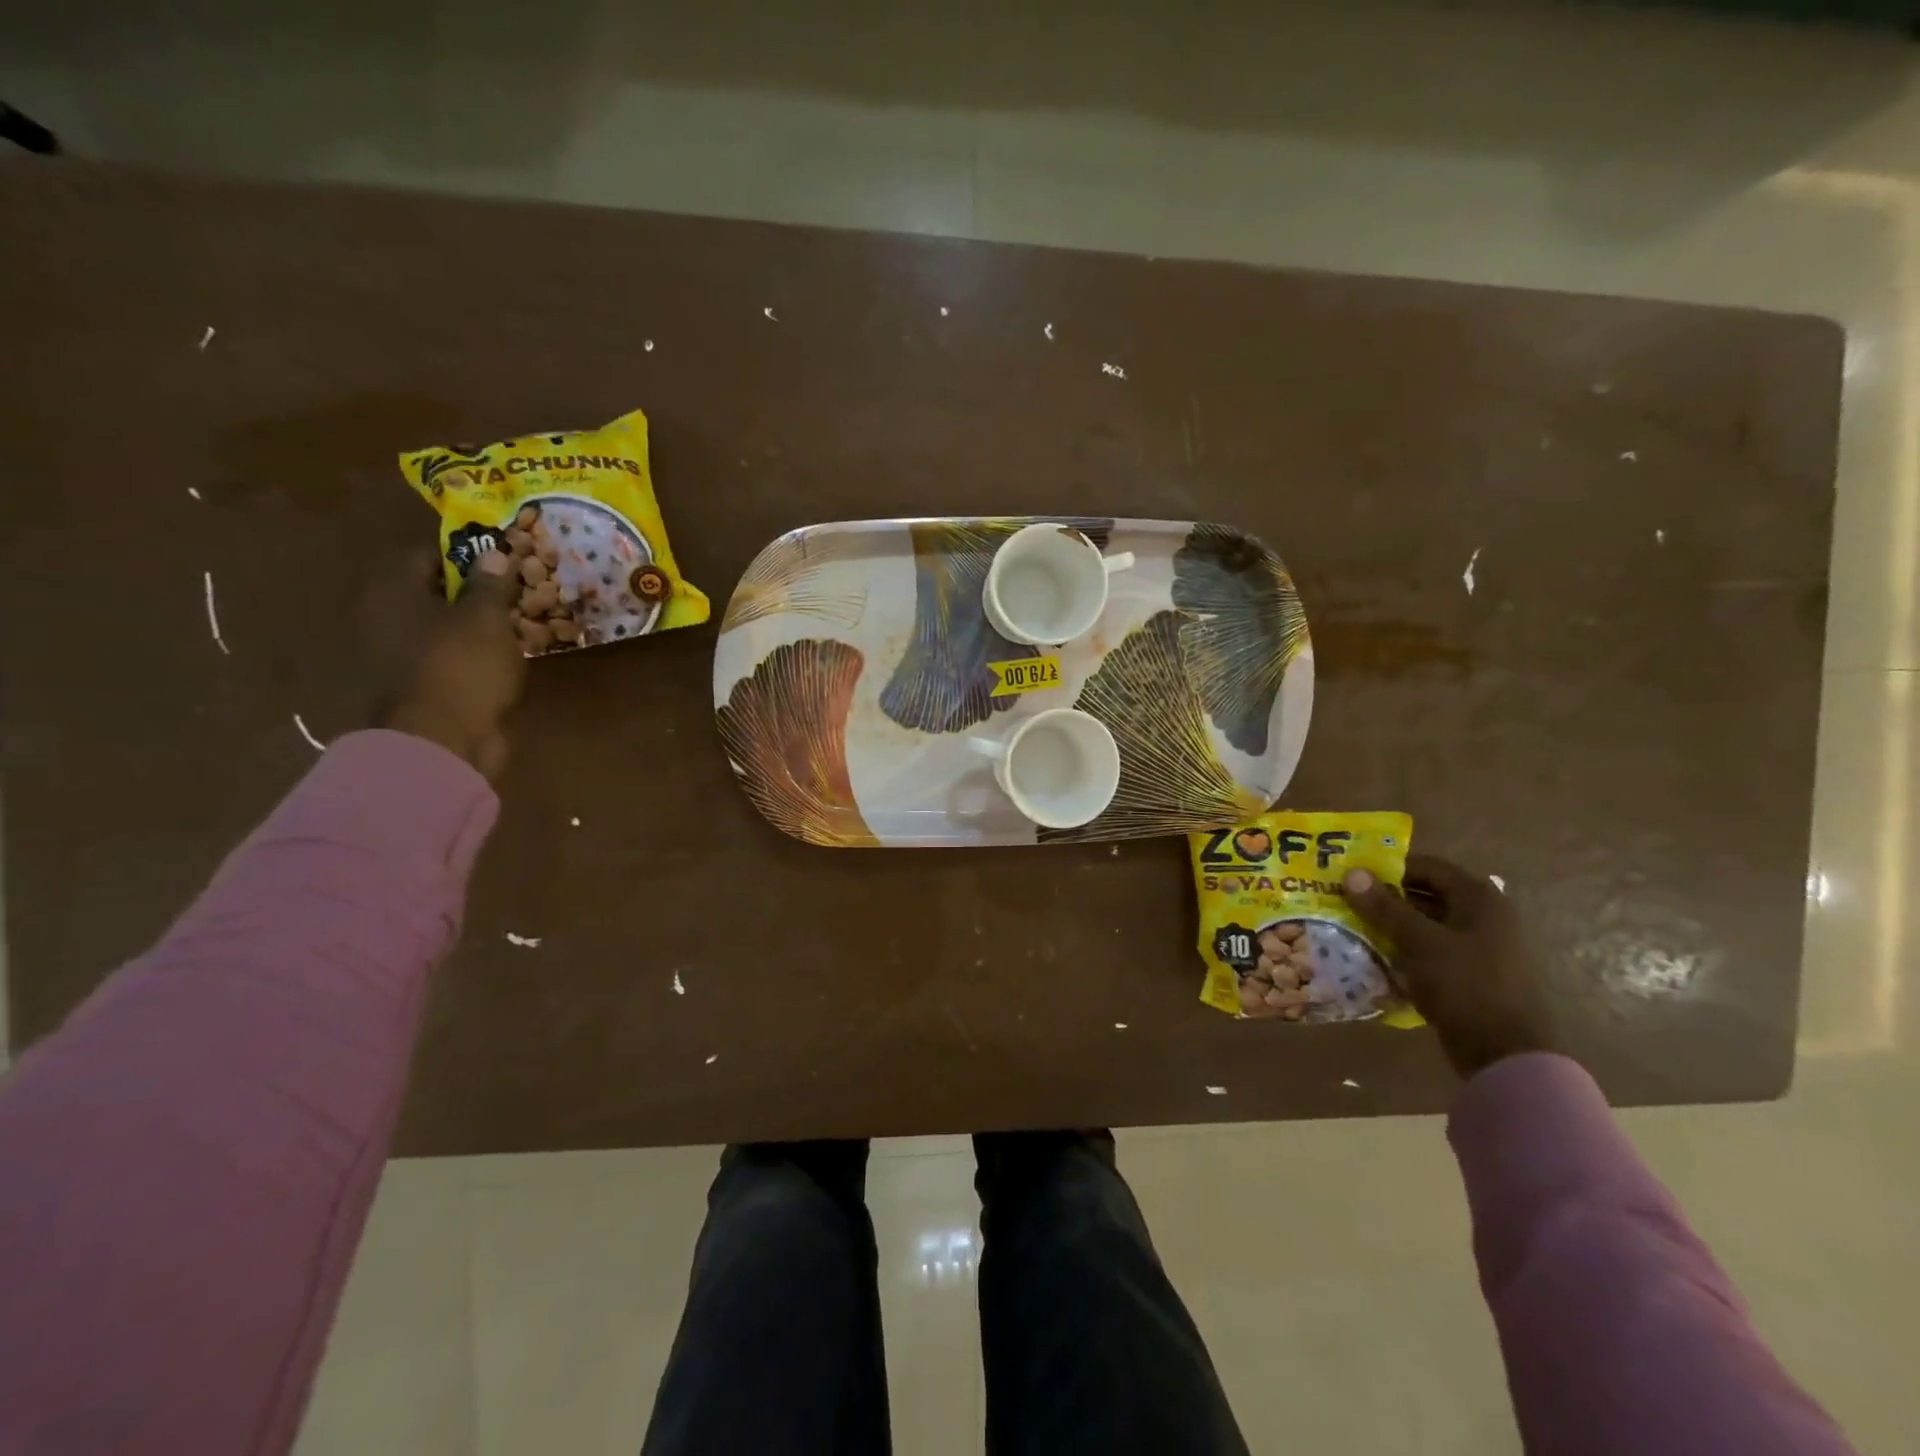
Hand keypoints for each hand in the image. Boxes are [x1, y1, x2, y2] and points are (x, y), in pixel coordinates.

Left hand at [380, 551, 525, 778]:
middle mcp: (385, 620)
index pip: (425, 557)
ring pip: (441, 630)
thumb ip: (490, 584)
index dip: (464, 555)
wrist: (442, 740)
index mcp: (393, 593)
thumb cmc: (462, 666)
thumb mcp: (486, 617)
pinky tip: (501, 662)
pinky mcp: (416, 689)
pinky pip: (448, 660)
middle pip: (432, 594)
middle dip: (472, 594)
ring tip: (515, 629)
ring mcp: (397, 658)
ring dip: (474, 629)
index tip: (500, 561)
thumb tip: (493, 554)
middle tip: (513, 595)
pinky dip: (472, 658)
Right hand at [1342, 854, 1556, 1078]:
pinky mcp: (1471, 975)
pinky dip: (1404, 951)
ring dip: (1391, 926)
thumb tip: (1352, 873)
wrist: (1506, 1055)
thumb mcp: (1419, 942)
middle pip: (1425, 895)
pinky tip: (1375, 958)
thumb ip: (1385, 907)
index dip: (1387, 867)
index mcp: (1479, 898)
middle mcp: (1483, 916)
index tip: (1351, 875)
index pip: (1426, 866)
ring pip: (1425, 925)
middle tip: (1344, 901)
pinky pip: (1430, 951)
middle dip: (1385, 898)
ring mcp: (1480, 948)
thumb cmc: (1465, 986)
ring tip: (1352, 927)